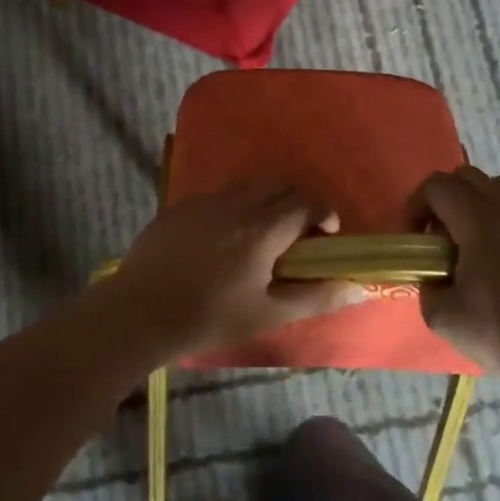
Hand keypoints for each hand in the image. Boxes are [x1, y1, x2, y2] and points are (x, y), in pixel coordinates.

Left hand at [106, 179, 357, 358]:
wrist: (139, 313)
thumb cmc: (209, 317)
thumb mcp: (268, 313)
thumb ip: (316, 297)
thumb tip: (360, 288)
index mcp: (262, 229)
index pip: (306, 202)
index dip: (324, 212)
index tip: (327, 234)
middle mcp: (236, 204)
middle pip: (279, 183)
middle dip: (298, 200)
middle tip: (298, 233)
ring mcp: (204, 201)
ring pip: (248, 184)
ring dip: (266, 199)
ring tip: (262, 233)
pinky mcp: (179, 206)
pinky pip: (219, 194)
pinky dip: (235, 205)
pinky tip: (223, 238)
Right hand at [410, 165, 499, 373]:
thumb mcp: (441, 316)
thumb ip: (427, 283)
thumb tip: (434, 273)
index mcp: (481, 223)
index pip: (438, 186)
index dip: (417, 205)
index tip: (416, 236)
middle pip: (470, 177)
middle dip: (448, 200)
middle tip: (445, 237)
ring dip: (484, 207)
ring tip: (484, 245)